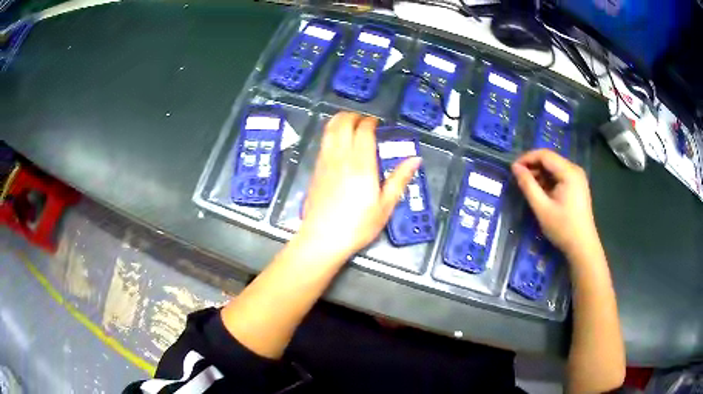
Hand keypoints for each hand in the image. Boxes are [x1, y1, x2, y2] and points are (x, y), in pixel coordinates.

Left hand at [297, 112, 420, 262]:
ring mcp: (325, 162)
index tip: (377, 123)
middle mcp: (341, 157)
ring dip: (339, 121)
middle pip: (343, 123)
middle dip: (353, 116)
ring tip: (350, 124)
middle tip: (364, 121)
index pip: (364, 131)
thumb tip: (415, 159)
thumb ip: (399, 179)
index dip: (370, 122)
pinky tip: (337, 142)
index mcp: (361, 164)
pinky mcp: (315, 170)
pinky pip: (323, 142)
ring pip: (329, 130)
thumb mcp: (385, 206)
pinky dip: (331, 133)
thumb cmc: (357, 225)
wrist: (322, 239)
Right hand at [511, 149, 597, 257]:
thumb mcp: (542, 208)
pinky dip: (548, 180)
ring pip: (554, 168)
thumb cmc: (563, 228)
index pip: (544, 155)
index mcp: (569, 172)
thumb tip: (515, 168)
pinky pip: (559, 176)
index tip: (513, 169)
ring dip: (539, 174)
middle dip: (533, 166)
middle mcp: (574, 169)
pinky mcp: (577, 185)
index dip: (527, 158)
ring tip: (527, 186)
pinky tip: (540, 192)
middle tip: (518, 178)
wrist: (582, 246)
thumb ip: (528, 186)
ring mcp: (577, 177)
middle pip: (550, 159)